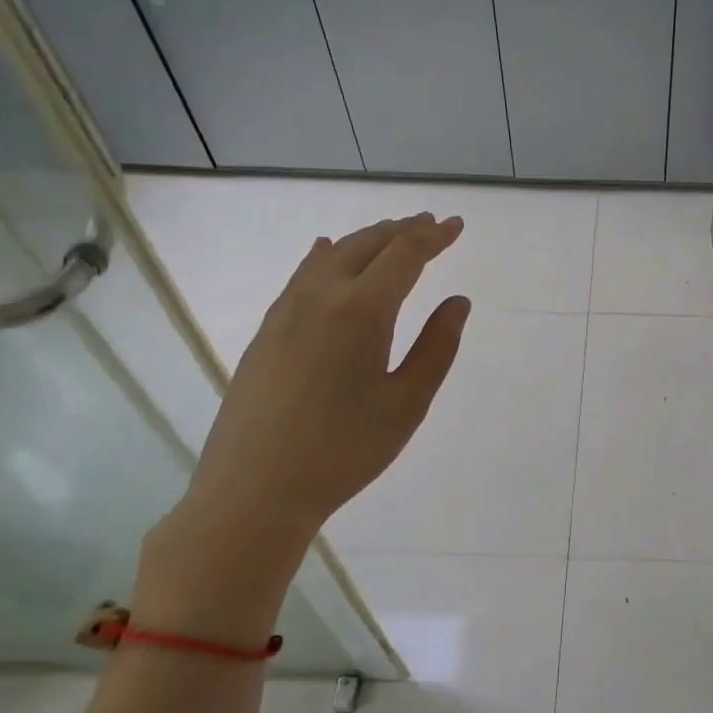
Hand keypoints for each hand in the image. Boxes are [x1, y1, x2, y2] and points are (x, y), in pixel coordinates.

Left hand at [138, 214, 469, 632]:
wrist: (254, 490)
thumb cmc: (343, 451)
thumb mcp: (406, 404)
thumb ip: (436, 347)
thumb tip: (457, 302)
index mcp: (361, 311)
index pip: (404, 255)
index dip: (433, 237)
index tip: (456, 226)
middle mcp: (320, 297)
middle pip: (366, 245)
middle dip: (402, 230)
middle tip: (430, 223)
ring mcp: (286, 311)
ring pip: (331, 255)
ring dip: (366, 239)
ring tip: (391, 234)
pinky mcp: (266, 331)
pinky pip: (302, 274)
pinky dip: (327, 255)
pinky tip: (326, 253)